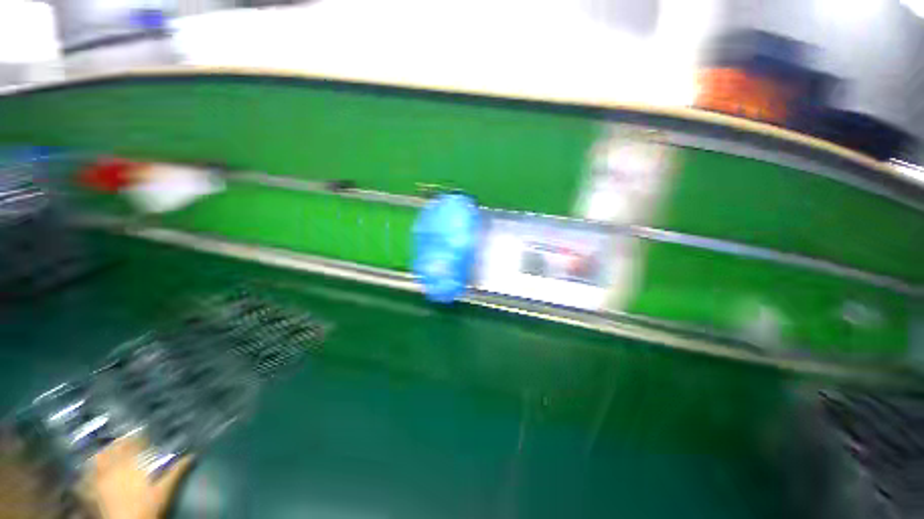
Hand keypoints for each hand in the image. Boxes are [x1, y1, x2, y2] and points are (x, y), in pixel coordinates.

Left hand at [84, 437, 192, 518]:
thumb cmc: (148, 507)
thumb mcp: (165, 491)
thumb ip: (177, 472)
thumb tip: (192, 455)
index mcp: (131, 464)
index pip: (133, 443)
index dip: (138, 436)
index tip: (143, 432)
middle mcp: (113, 468)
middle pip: (113, 448)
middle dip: (118, 443)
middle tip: (124, 439)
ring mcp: (98, 481)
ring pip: (96, 460)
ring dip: (101, 454)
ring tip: (105, 452)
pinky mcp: (90, 493)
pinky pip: (83, 479)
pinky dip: (85, 474)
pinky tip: (86, 474)